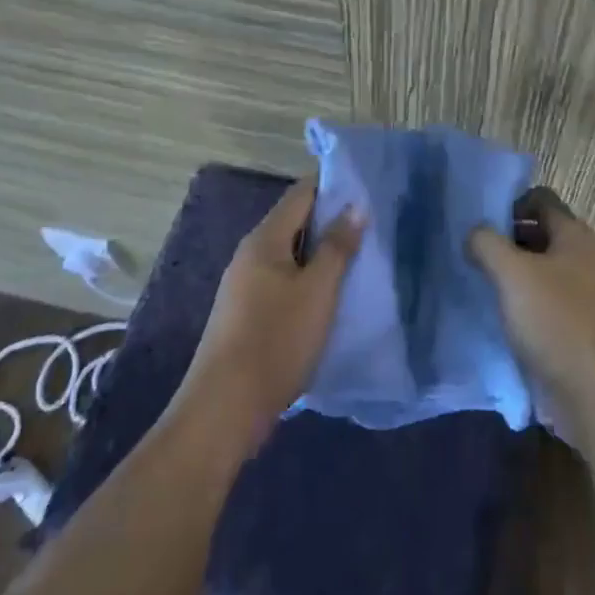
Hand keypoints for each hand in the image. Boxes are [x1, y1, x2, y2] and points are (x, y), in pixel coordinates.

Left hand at [178, 180, 363, 453]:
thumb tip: (356, 205)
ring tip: (359, 255)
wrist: (223, 411)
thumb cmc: (275, 341)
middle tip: (371, 222)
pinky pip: (282, 279)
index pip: (302, 192)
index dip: (333, 184)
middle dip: (331, 219)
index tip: (366, 186)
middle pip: (295, 221)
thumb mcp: (317, 291)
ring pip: (290, 253)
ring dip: (320, 251)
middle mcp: (251, 253)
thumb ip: (338, 246)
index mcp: (265, 239)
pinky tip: (329, 294)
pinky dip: (307, 277)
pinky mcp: (245, 313)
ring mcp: (244, 285)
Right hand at [466, 188, 594, 441]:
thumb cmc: (553, 318)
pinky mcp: (569, 322)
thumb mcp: (511, 272)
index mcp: (574, 234)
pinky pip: (538, 297)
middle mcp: (580, 256)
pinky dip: (517, 297)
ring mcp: (577, 291)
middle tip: (472, 249)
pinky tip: (492, 308)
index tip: (480, 221)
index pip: (540, 198)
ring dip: (508, 269)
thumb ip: (486, 243)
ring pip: (536, 266)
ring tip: (475, 277)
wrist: (590, 390)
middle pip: (537, 231)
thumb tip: (473, 234)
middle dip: (505, 237)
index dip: (510, 202)